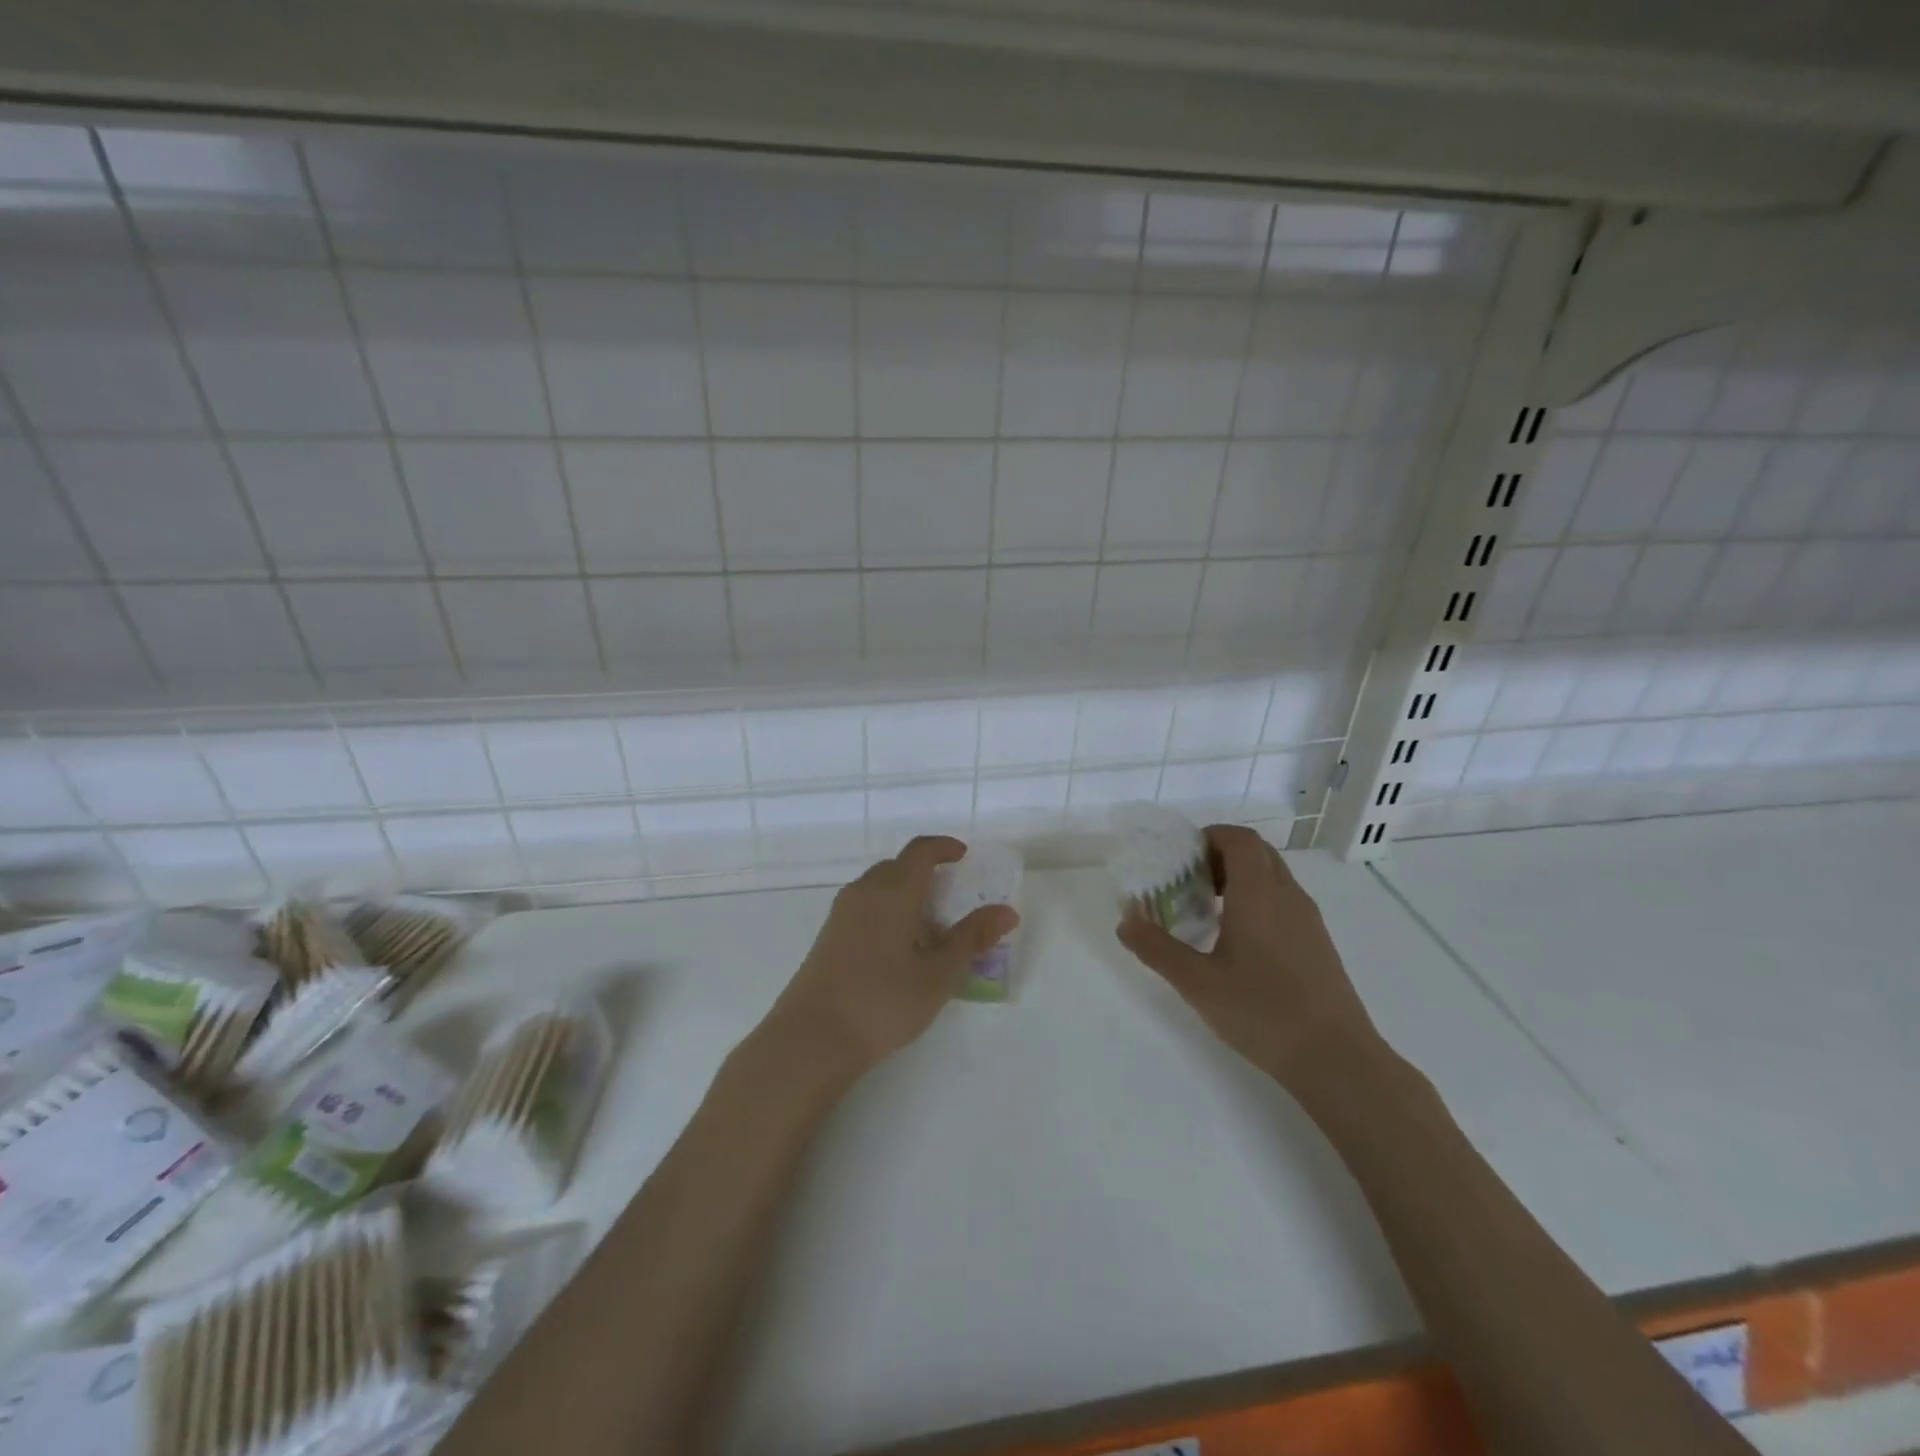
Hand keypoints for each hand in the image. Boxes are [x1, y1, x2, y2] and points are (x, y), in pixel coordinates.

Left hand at [765, 836, 1018, 1078]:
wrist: (812, 1037)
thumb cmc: (884, 1001)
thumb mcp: (939, 973)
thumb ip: (972, 938)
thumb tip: (1007, 911)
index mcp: (893, 891)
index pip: (920, 851)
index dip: (943, 847)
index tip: (963, 855)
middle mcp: (864, 892)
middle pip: (898, 867)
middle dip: (925, 874)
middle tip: (951, 900)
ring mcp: (841, 914)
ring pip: (878, 888)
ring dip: (905, 895)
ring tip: (928, 931)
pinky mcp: (827, 936)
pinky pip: (864, 907)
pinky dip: (886, 912)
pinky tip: (897, 951)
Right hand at [1117, 824, 1376, 1087]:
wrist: (1336, 1059)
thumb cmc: (1261, 1011)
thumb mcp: (1196, 982)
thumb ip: (1156, 948)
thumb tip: (1125, 921)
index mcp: (1259, 893)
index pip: (1239, 839)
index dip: (1209, 837)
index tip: (1181, 858)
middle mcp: (1287, 895)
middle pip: (1256, 852)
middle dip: (1221, 856)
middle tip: (1189, 881)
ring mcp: (1308, 919)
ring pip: (1273, 877)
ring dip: (1240, 879)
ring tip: (1208, 911)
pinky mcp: (1318, 944)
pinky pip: (1284, 902)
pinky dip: (1258, 902)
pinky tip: (1238, 942)